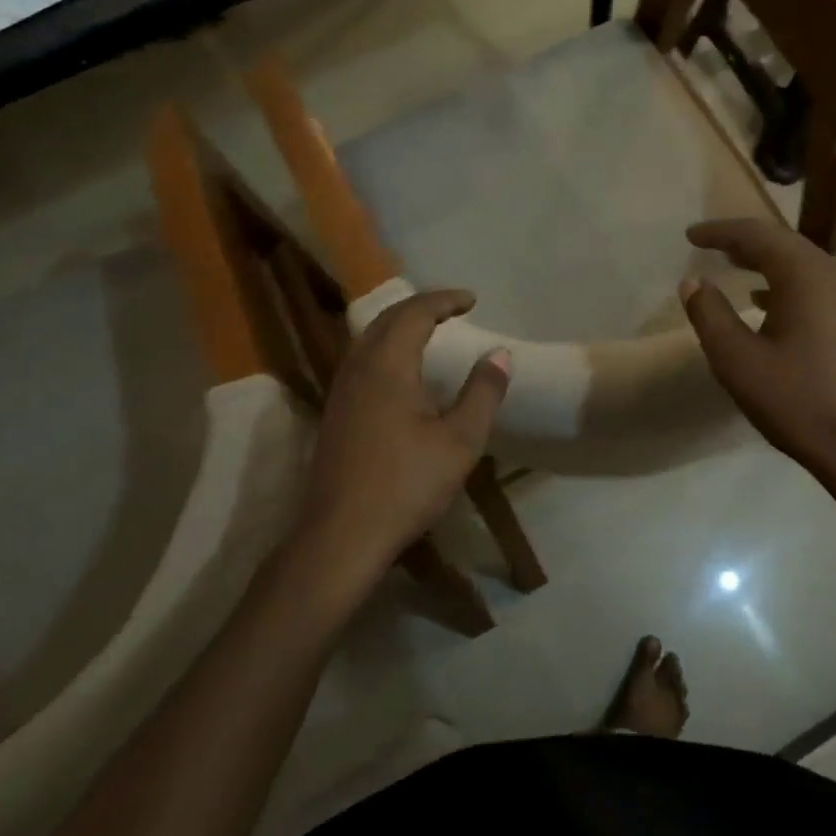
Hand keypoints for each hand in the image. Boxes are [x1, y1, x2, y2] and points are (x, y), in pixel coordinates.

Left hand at [291, 289, 509, 596]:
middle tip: (452, 307)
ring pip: (368, 338)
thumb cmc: (406, 486)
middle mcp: (358, 368)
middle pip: (386, 319)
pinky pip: (361, 359)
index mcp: (387, 366)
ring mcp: (341, 391)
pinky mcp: (335, 413)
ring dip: (399, 324)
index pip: (415, 313)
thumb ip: (482, 393)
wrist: (340, 536)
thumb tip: (500, 354)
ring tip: (428, 329)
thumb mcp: (460, 441)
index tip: (472, 300)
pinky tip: (399, 370)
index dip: (444, 300)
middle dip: (421, 306)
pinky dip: (385, 346)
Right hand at [680, 218, 835, 491]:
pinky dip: (787, 285)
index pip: (757, 235)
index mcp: (808, 274)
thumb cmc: (798, 401)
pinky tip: (769, 304)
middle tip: (709, 247)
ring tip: (734, 269)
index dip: (720, 232)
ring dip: (766, 264)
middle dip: (744, 243)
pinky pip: (819, 287)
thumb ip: (709, 314)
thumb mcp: (737, 360)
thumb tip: (693, 282)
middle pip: (784, 245)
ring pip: (804, 266)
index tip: (690, 235)